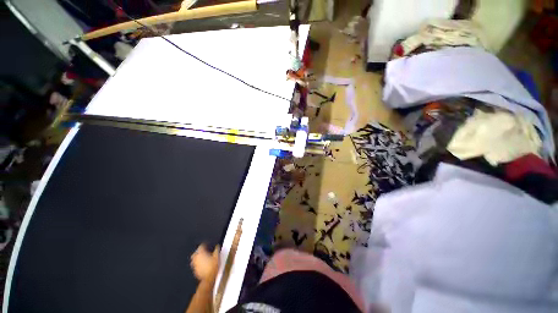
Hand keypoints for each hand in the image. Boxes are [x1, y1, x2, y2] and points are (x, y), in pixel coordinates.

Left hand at [190, 244, 219, 281]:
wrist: (208, 278)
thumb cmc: (213, 266)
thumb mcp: (217, 256)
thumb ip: (216, 249)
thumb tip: (217, 245)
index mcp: (201, 253)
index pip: (201, 246)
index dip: (204, 244)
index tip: (207, 245)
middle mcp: (196, 258)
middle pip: (196, 252)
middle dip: (199, 251)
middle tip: (203, 250)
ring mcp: (194, 265)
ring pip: (194, 259)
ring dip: (197, 257)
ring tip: (202, 257)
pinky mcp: (194, 270)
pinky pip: (195, 265)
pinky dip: (197, 263)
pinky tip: (202, 264)